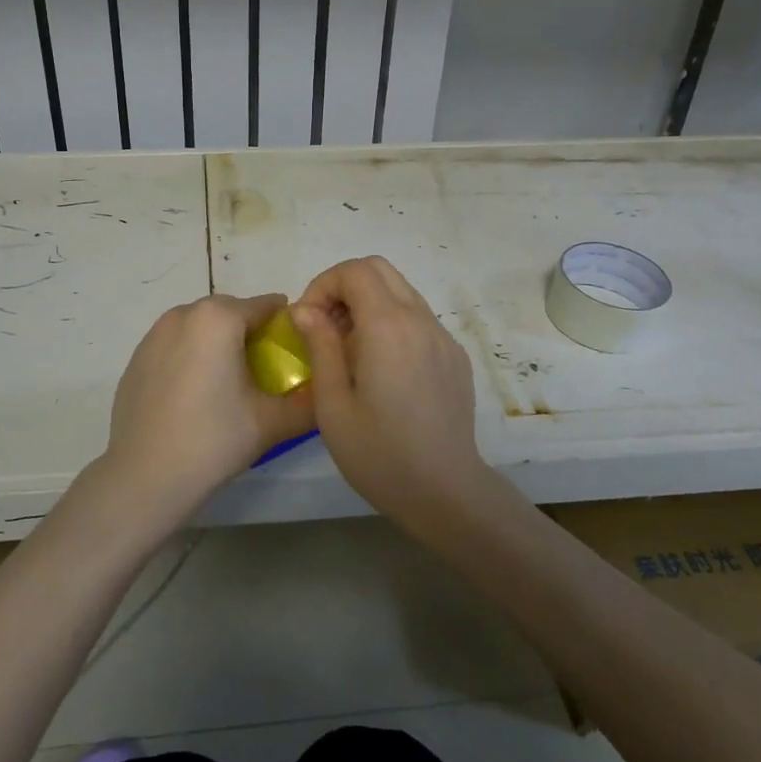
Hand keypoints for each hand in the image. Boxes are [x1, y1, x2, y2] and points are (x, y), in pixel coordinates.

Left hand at [101, 293, 314, 526]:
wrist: (144, 476)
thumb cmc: (213, 440)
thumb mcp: (272, 422)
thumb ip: (309, 402)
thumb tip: (327, 390)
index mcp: (219, 318)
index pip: (265, 306)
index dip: (285, 326)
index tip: (295, 353)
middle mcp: (184, 314)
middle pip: (231, 312)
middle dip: (250, 333)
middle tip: (264, 372)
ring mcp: (154, 334)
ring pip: (200, 327)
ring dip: (218, 343)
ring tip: (228, 385)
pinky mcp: (136, 358)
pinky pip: (175, 345)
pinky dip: (190, 357)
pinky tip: (195, 396)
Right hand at [291, 257, 483, 523]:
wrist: (445, 492)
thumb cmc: (379, 453)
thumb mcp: (332, 403)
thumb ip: (320, 345)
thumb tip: (305, 309)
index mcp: (388, 327)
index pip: (355, 271)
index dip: (324, 285)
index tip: (309, 321)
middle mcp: (420, 320)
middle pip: (380, 269)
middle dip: (345, 286)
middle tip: (326, 327)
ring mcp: (443, 337)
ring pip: (401, 291)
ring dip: (369, 303)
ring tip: (350, 349)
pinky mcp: (454, 356)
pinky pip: (418, 319)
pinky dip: (392, 323)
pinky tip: (382, 369)